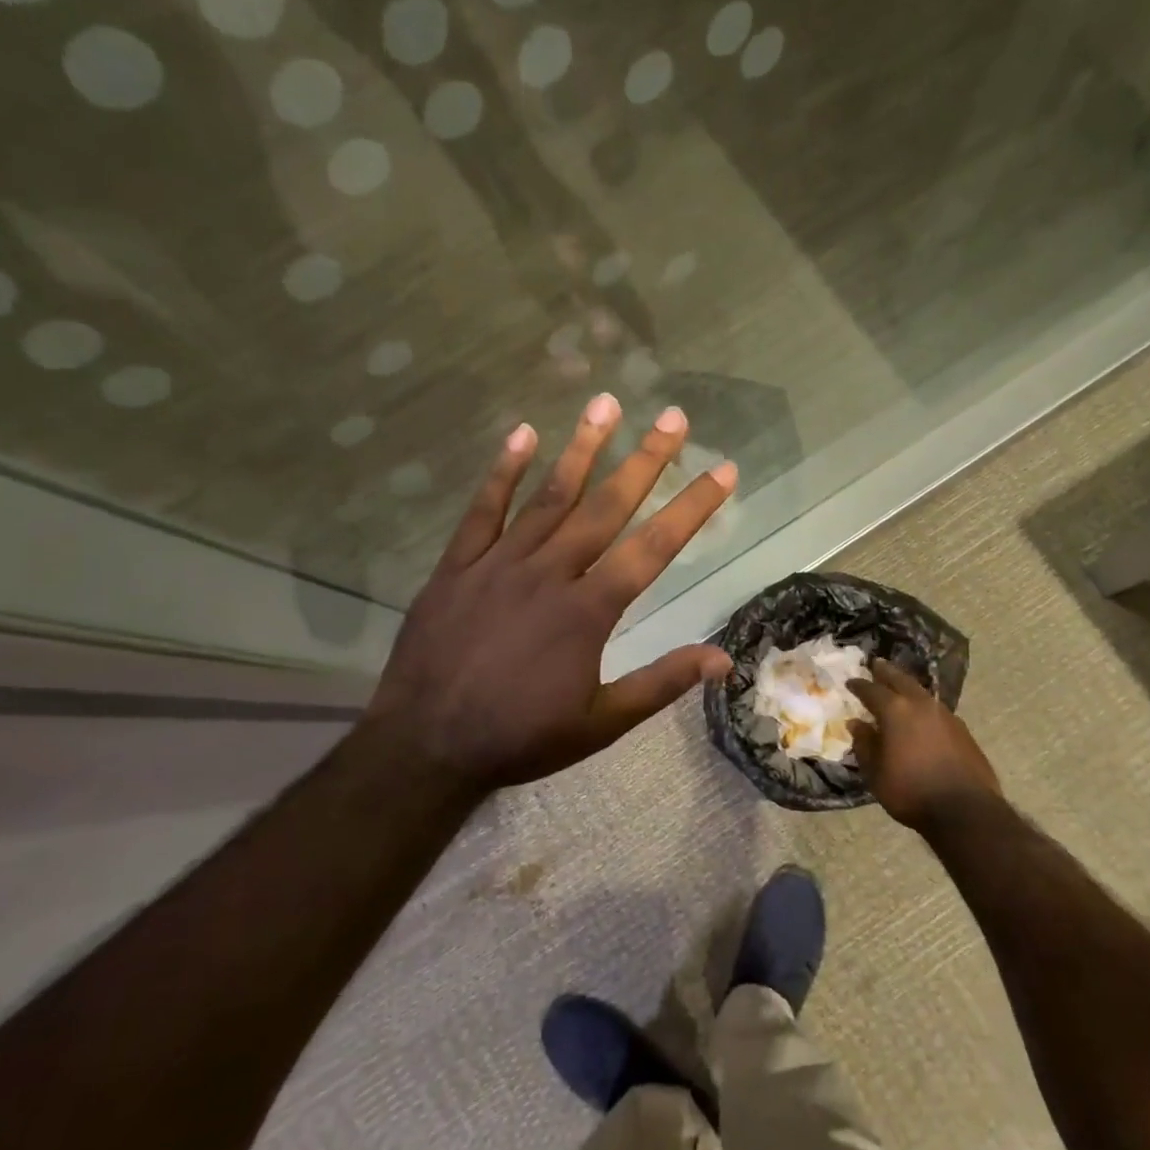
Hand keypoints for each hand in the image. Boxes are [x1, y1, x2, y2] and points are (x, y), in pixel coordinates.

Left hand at [363, 394, 736, 792]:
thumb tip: (723, 660)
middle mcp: (548, 574)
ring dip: (581, 449)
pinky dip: (503, 472)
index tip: (723, 470)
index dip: (692, 507)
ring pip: (548, 497)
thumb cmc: (520, 738)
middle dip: (645, 460)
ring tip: (606, 403)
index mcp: (587, 611)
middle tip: (673, 418)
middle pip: (605, 507)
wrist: (425, 745)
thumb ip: (661, 684)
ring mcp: (498, 564)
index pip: (653, 548)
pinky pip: (482, 510)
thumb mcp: (601, 723)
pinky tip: (522, 435)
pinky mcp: (456, 567)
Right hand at [848, 660, 1000, 832]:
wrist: (965, 810)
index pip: (872, 690)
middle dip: (887, 672)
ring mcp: (946, 715)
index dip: (859, 685)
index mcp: (896, 711)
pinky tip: (922, 717)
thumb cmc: (911, 791)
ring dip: (908, 687)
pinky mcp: (963, 730)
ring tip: (899, 688)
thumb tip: (857, 724)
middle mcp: (921, 705)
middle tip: (877, 664)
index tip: (851, 682)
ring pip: (922, 693)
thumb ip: (865, 744)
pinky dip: (923, 707)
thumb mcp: (876, 773)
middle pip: (901, 680)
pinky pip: (936, 710)